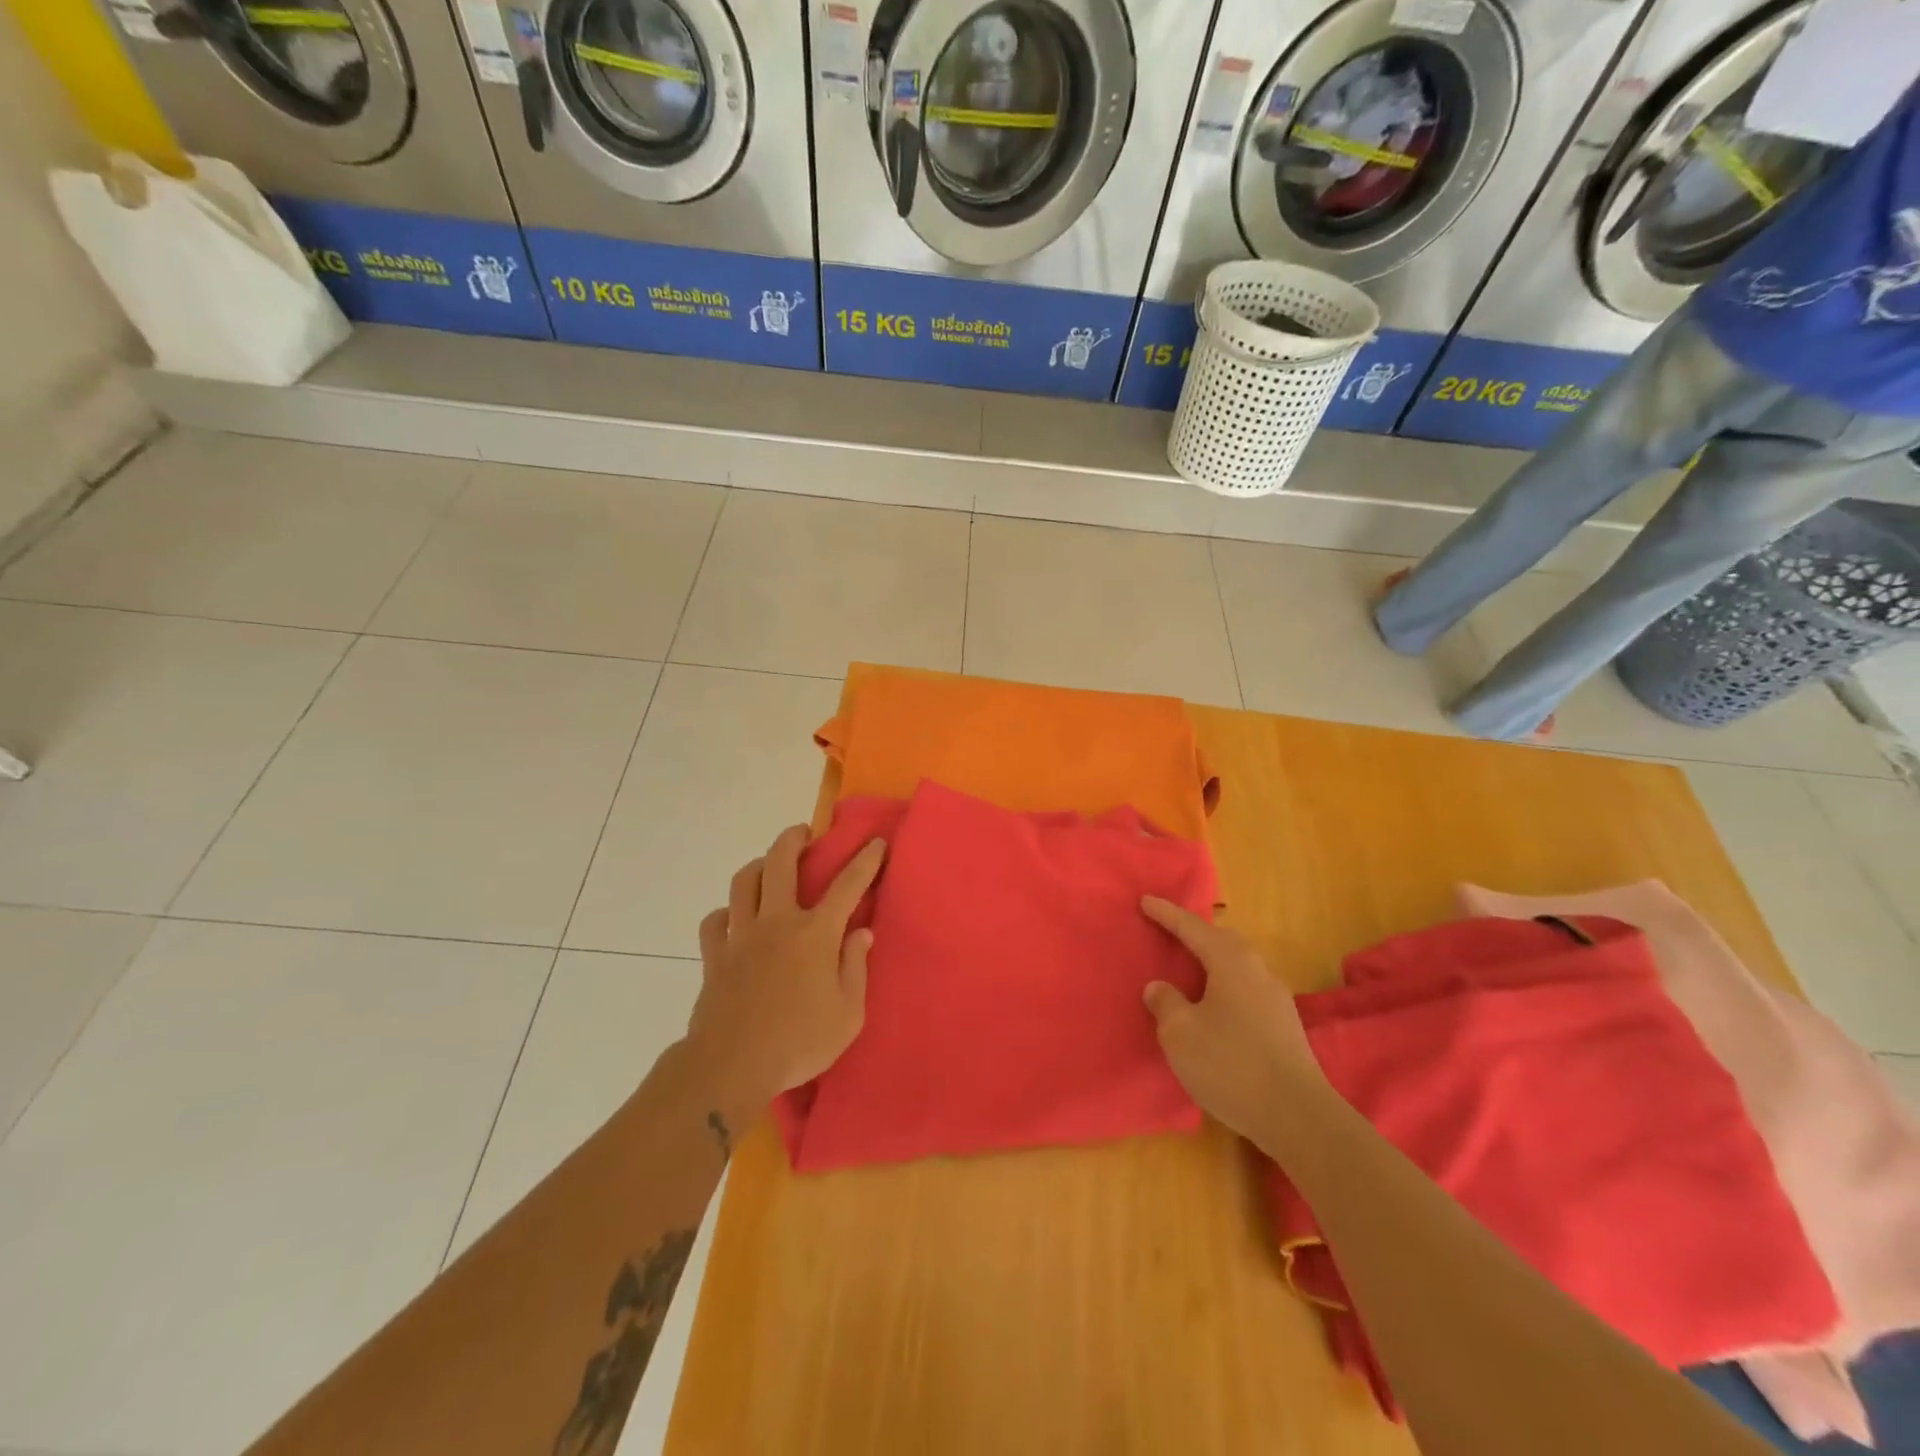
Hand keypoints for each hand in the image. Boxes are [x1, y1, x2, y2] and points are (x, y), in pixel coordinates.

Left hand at [683, 825, 885, 1107]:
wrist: (731, 1067)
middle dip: (794, 839)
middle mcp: (777, 922)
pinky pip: (714, 921)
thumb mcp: (848, 1015)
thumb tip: (860, 934)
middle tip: (804, 833)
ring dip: (758, 865)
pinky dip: (725, 913)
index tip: (875, 842)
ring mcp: (741, 936)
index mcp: (816, 934)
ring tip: (768, 866)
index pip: (848, 885)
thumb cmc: (798, 1043)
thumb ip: (855, 968)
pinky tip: (732, 919)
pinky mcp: (714, 956)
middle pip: (781, 863)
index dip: (865, 860)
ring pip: (744, 882)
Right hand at [1140, 897, 1326, 1141]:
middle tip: (1170, 930)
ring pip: (1238, 965)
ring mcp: (1276, 998)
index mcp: (1231, 962)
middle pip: (1223, 940)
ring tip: (1190, 968)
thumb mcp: (1181, 1034)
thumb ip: (1165, 1003)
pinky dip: (1225, 984)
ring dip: (1213, 960)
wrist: (1298, 1117)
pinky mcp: (1284, 1025)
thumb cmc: (1231, 1065)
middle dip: (1195, 933)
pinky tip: (1214, 1005)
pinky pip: (1246, 988)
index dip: (1167, 914)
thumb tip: (1160, 988)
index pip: (1192, 928)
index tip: (1145, 901)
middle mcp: (1257, 970)